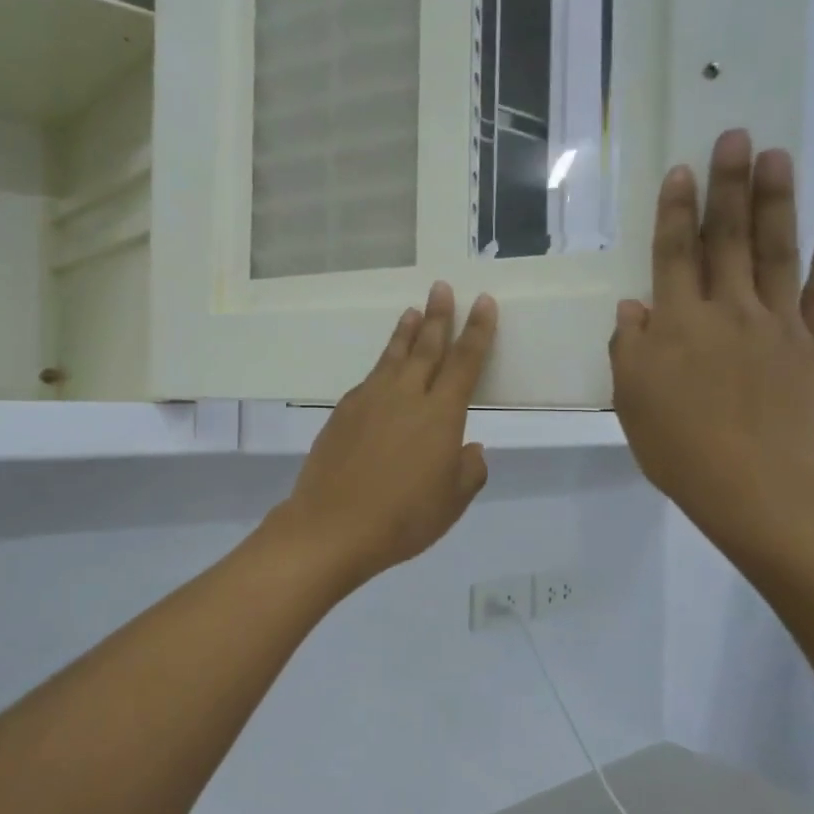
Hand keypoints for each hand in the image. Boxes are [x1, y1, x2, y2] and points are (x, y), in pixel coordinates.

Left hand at [271, 281, 496, 588]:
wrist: (332, 526)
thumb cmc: (402, 518)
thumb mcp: (451, 502)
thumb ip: (468, 471)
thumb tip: (470, 448)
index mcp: (440, 415)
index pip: (464, 362)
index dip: (476, 331)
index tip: (481, 301)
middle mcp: (405, 396)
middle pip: (425, 347)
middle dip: (437, 316)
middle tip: (440, 287)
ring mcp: (369, 401)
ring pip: (392, 357)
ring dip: (404, 333)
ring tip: (411, 312)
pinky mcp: (342, 413)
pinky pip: (368, 380)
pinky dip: (380, 366)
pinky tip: (381, 370)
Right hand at [610, 130, 813, 554]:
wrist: (761, 489)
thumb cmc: (682, 449)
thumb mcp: (632, 402)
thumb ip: (630, 348)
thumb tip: (633, 307)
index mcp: (678, 324)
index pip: (675, 254)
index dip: (677, 211)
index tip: (682, 171)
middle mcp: (728, 310)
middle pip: (728, 239)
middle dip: (728, 186)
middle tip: (735, 136)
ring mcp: (780, 325)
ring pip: (777, 252)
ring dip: (775, 202)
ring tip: (776, 156)